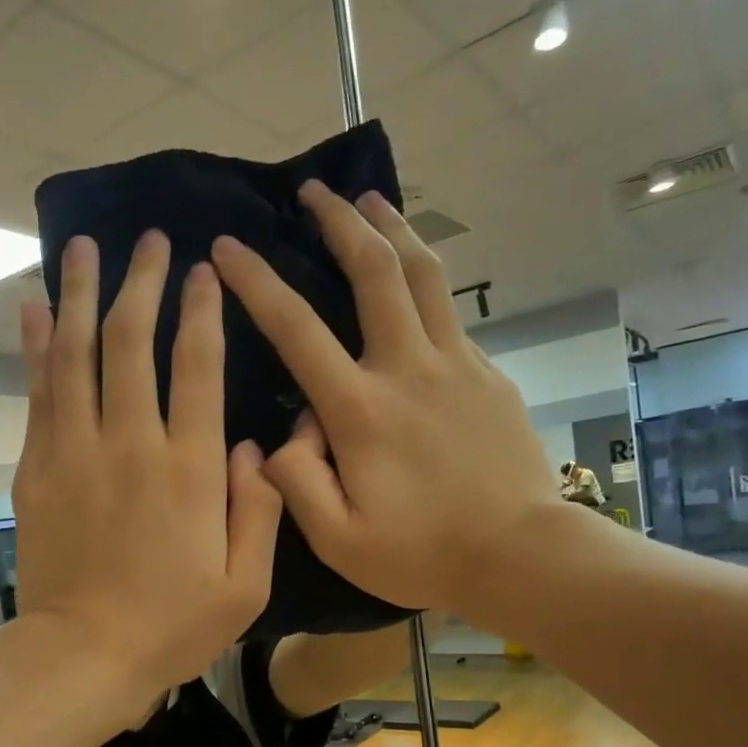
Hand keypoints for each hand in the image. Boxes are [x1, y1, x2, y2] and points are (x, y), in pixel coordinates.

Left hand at [14, 231, 282, 705]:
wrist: (84, 656)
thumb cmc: (172, 627)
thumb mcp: (245, 586)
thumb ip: (260, 510)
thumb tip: (259, 447)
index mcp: (191, 470)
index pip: (199, 368)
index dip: (202, 312)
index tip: (204, 270)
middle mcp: (132, 444)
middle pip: (134, 343)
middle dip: (143, 283)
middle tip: (149, 240)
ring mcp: (77, 452)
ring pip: (79, 355)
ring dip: (83, 295)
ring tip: (84, 247)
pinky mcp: (38, 469)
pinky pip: (39, 394)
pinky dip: (36, 347)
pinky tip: (35, 309)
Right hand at [209, 181, 561, 623]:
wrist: (519, 556)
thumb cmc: (422, 554)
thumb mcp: (338, 540)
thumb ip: (296, 482)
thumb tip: (284, 435)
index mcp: (361, 409)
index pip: (296, 329)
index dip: (257, 281)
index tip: (227, 246)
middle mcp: (408, 368)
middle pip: (373, 271)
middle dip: (338, 221)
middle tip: (313, 190)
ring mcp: (456, 365)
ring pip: (424, 274)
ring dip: (393, 229)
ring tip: (370, 200)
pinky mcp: (488, 375)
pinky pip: (449, 314)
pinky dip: (425, 283)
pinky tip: (414, 286)